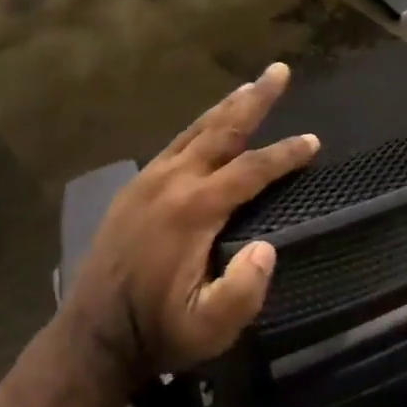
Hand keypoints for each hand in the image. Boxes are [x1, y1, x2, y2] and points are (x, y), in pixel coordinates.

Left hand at [62, 64, 318, 391]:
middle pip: (221, 130)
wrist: (93, 335)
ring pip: (194, 131)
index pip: (250, 170)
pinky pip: (174, 145)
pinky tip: (208, 128)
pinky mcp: (133, 189)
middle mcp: (171, 182)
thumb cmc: (157, 331)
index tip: (313, 141)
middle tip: (279, 70)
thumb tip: (267, 247)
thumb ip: (244, 291)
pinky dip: (199, 128)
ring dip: (226, 107)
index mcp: (193, 210)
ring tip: (249, 86)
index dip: (284, 154)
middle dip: (254, 99)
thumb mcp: (209, 328)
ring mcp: (147, 181)